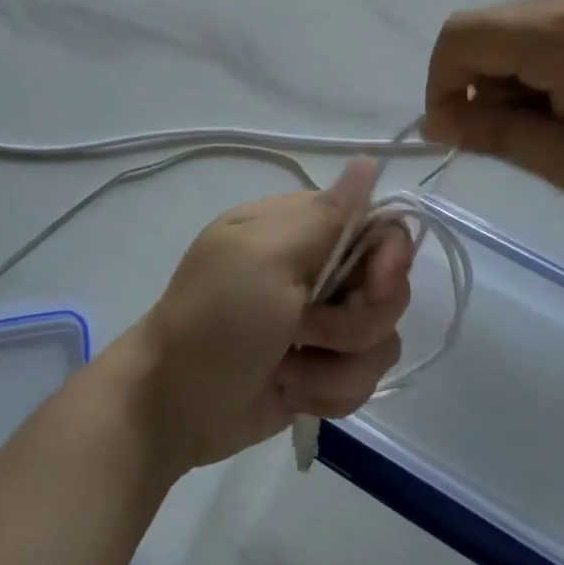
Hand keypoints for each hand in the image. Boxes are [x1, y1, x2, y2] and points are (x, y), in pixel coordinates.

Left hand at [127, 160, 412, 469]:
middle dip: (355, 322)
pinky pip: (363, 377)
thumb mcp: (267, 257)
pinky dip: (328, 390)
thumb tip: (369, 159)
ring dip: (336, 364)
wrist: (173, 406)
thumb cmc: (216, 319)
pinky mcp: (324, 367)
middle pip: (389, 287)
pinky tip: (290, 391)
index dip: (390, 257)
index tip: (373, 286)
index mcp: (303, 228)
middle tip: (306, 330)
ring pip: (381, 339)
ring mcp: (324, 322)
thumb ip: (327, 215)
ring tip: (289, 368)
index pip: (381, 224)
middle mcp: (320, 269)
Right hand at [424, 0, 563, 221]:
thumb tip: (440, 118)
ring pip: (529, 29)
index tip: (459, 135)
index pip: (458, 36)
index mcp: (556, 31)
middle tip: (526, 143)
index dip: (441, 84)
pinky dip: (556, 65)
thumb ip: (497, 135)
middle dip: (485, 85)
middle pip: (492, 30)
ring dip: (522, 77)